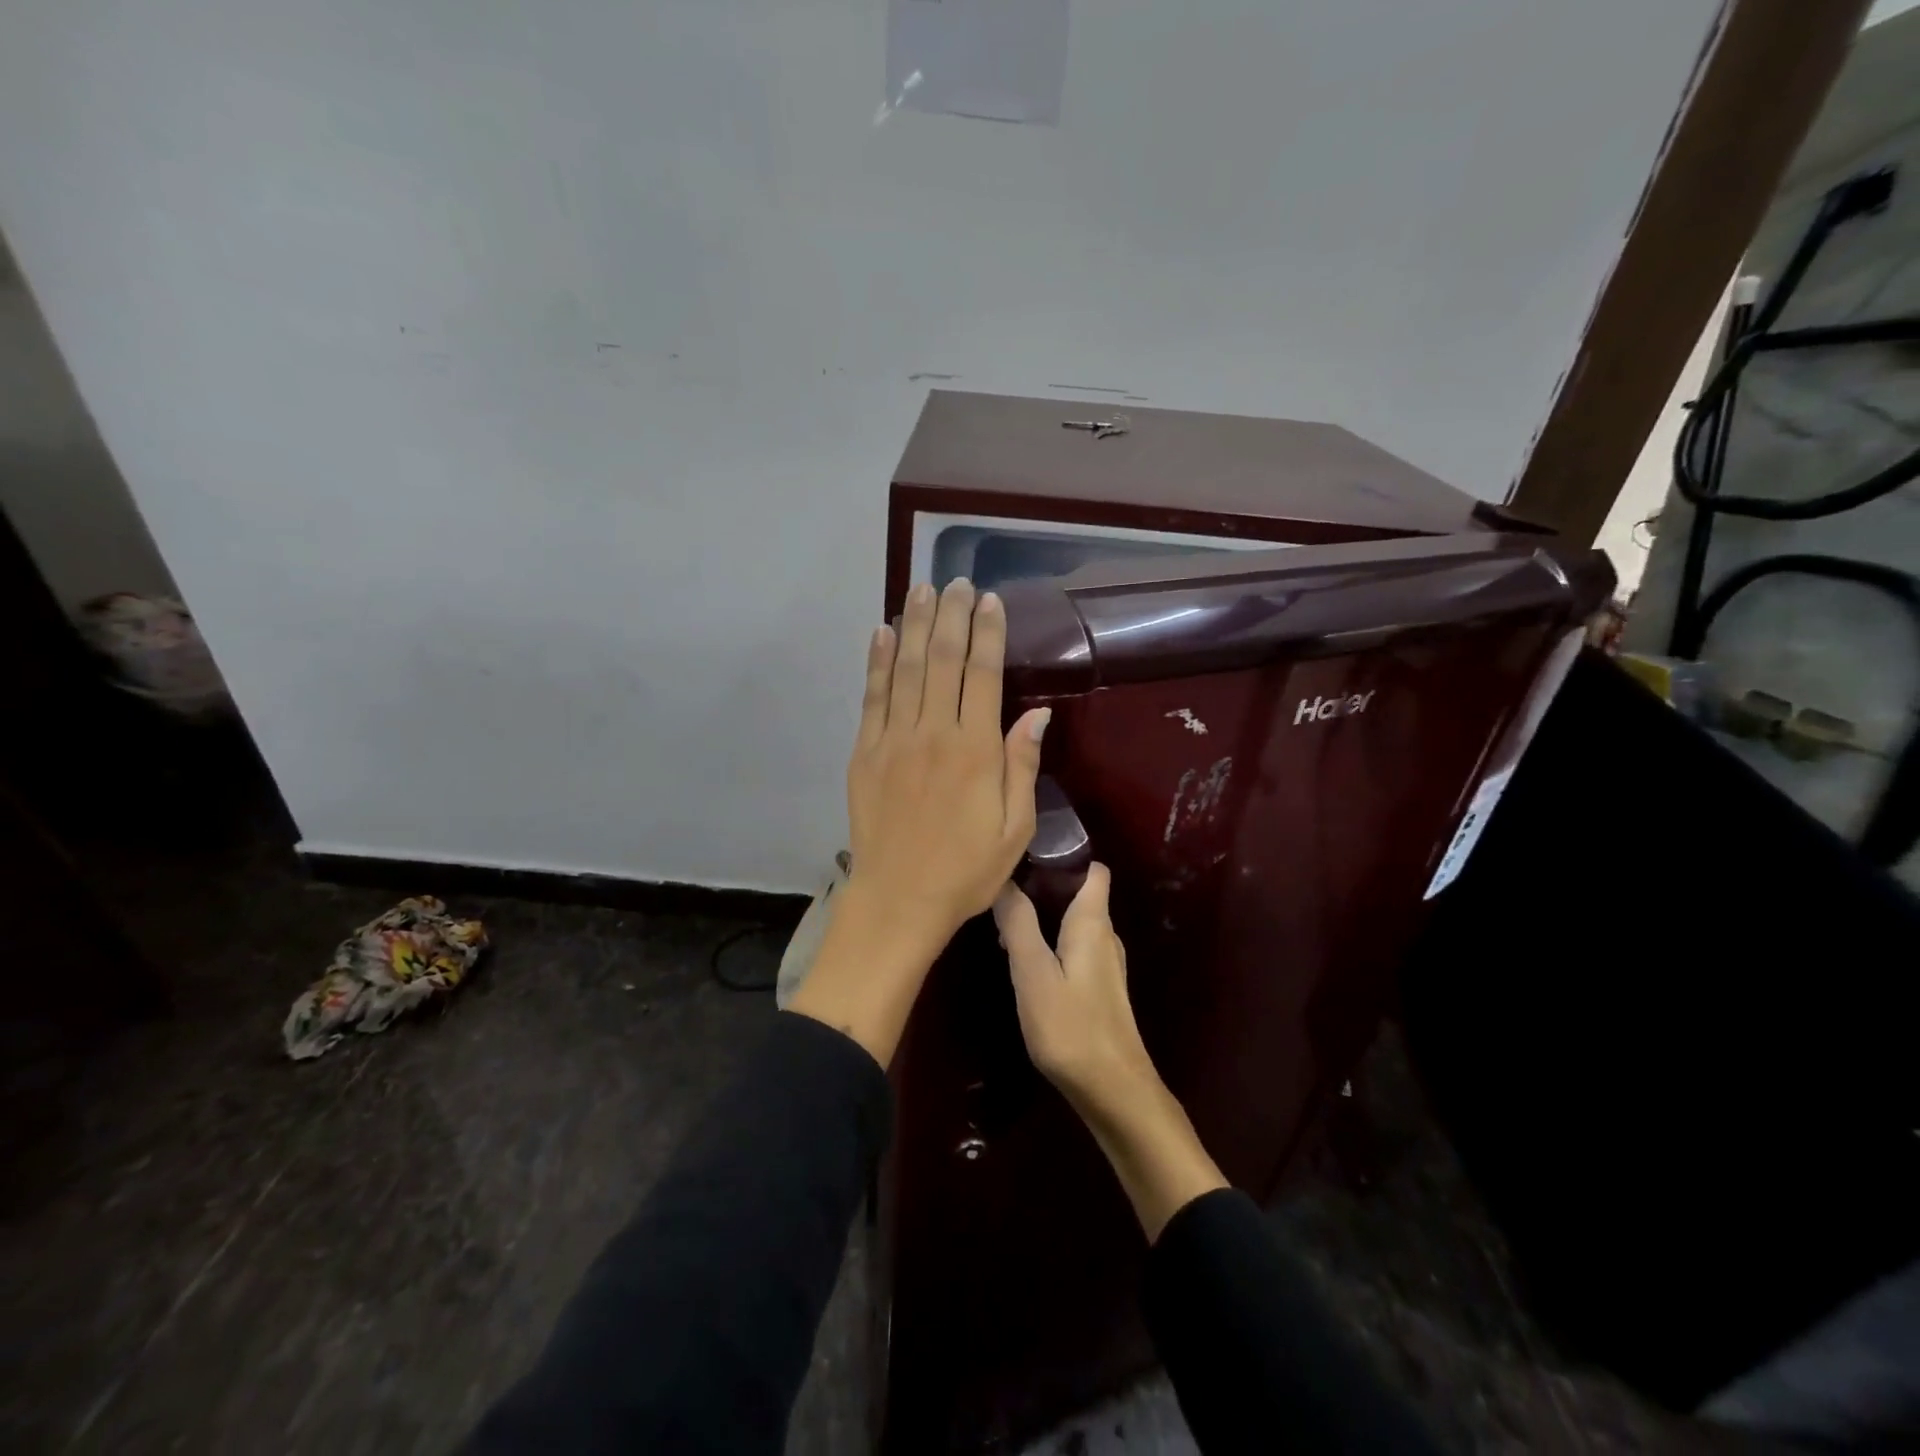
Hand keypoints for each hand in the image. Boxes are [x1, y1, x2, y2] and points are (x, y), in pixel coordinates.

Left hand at [846, 578, 1050, 940]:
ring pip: (904, 669)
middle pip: (941, 660)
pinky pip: (872, 697)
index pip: (982, 675)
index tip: (988, 600)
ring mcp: (893, 740)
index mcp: (975, 750)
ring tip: (920, 589)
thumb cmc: (967, 870)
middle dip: (950, 615)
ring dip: (913, 625)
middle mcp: (933, 733)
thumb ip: (1022, 766)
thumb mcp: (1015, 828)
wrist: (898, 900)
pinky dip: (876, 662)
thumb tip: (1037, 714)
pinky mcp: (865, 753)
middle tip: (955, 581)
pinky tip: (881, 633)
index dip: (986, 633)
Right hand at [992, 865, 1155, 1113]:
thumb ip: (1018, 924)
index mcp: (1093, 922)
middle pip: (1080, 895)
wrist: (1113, 1090)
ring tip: (1005, 927)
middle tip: (1003, 892)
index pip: (1094, 870)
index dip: (1066, 856)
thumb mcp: (1032, 972)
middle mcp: (1105, 936)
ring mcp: (1106, 965)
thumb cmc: (1071, 1026)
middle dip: (1044, 888)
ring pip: (1074, 925)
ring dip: (1044, 920)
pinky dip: (1051, 945)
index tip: (1028, 855)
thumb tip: (1004, 881)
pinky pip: (1074, 950)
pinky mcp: (1101, 990)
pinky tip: (1025, 964)